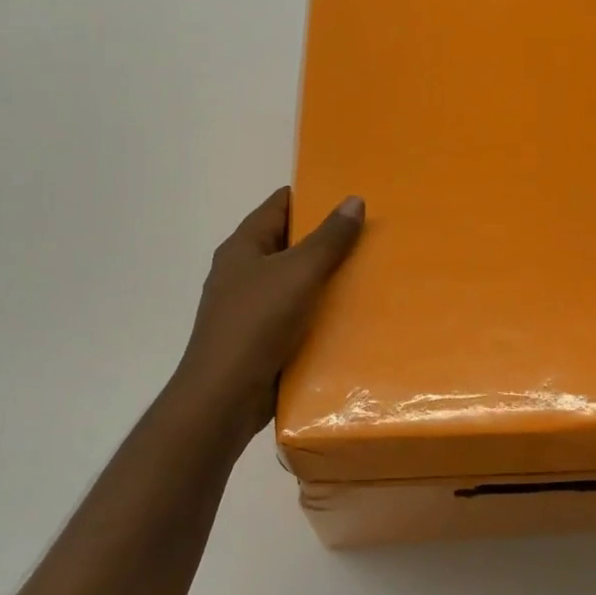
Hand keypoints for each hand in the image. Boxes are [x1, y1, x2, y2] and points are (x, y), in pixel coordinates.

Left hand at [173, 187, 364, 445]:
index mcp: (243, 246)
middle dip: (327, 240)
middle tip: (371, 236)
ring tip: (370, 273)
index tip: (351, 197)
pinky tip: (351, 316)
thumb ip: (328, 238)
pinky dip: (318, 312)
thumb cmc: (257, 324)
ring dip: (326, 279)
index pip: (279, 205)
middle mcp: (243, 271)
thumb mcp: (298, 273)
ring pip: (294, 282)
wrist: (224, 397)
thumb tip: (353, 200)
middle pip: (289, 243)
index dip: (313, 196)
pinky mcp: (260, 339)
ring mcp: (249, 307)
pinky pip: (295, 315)